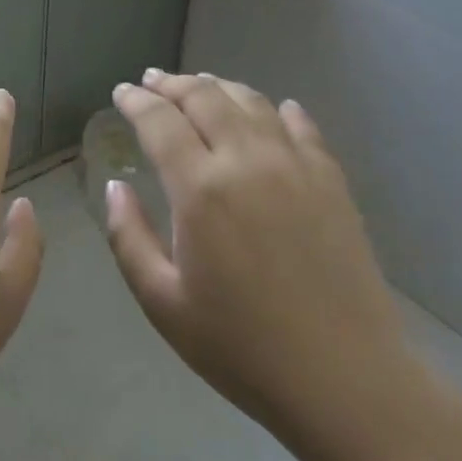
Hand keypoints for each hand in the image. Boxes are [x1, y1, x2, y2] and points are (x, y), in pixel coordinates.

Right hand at [105, 70, 418, 453]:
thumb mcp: (162, 302)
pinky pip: (302, 127)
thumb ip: (128, 237)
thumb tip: (116, 187)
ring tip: (200, 86)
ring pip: (251, 102)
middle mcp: (247, 161)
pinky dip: (279, 110)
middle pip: (205, 97)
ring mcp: (296, 166)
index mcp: (200, 189)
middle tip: (152, 82)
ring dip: (219, 87)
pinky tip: (274, 109)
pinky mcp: (331, 182)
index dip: (136, 101)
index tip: (120, 92)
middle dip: (172, 84)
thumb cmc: (241, 347)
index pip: (160, 121)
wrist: (345, 379)